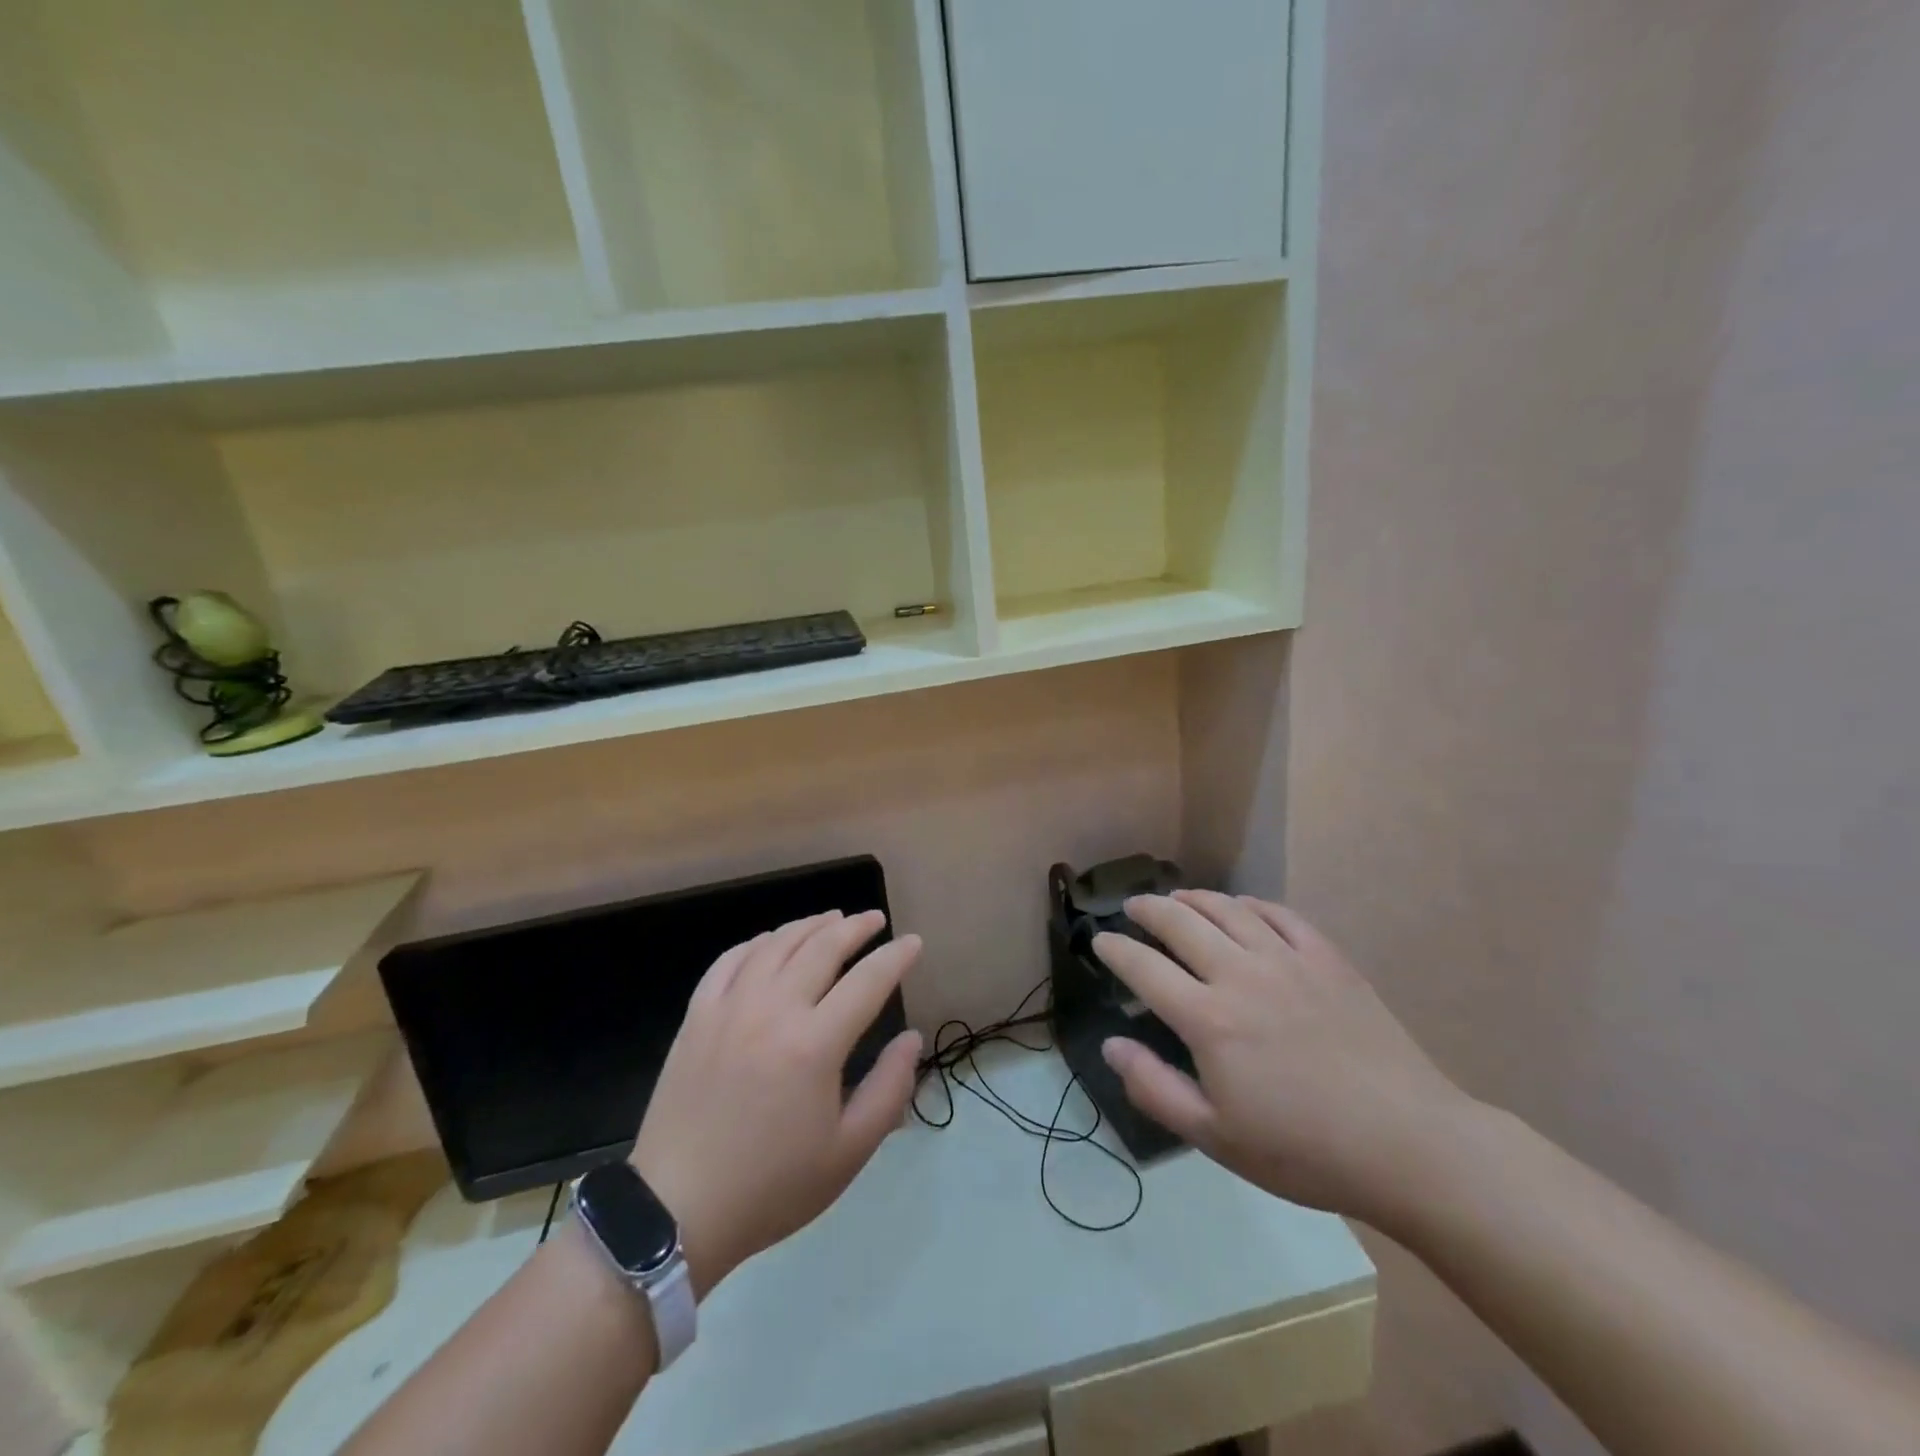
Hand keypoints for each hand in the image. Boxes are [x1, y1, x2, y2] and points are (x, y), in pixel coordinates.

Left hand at [629, 911, 922, 1295]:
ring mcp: (729, 1008)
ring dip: (809, 925)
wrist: (677, 1210)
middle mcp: (773, 1010)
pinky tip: (772, 942)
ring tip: (832, 919)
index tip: (913, 942)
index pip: (868, 981)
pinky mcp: (697, 1016)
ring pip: (776, 944)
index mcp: (814, 1045)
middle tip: (875, 920)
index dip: (896, 957)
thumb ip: (889, 1088)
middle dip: (855, 927)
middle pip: (822, 947)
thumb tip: (911, 1037)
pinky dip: (758, 942)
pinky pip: (730, 960)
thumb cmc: (772, 1186)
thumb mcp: (848, 1152)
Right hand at [1095, 891, 1475, 1228]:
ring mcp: (1288, 961)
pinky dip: (1251, 904)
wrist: (1408, 1145)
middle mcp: (1241, 975)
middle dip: (1148, 910)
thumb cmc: (1304, 1150)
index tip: (1100, 941)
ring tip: (1177, 898)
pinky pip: (1280, 915)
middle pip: (1181, 923)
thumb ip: (1154, 1088)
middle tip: (1132, 908)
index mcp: (1208, 1019)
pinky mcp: (1328, 960)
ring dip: (1194, 898)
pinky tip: (1242, 908)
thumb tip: (1111, 1044)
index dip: (1115, 949)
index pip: (1144, 968)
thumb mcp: (1216, 1137)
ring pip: (1228, 909)